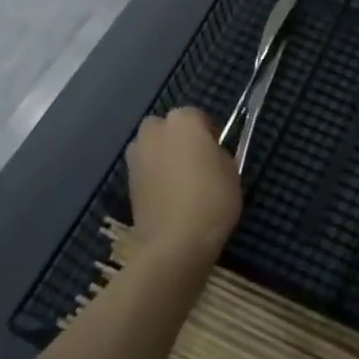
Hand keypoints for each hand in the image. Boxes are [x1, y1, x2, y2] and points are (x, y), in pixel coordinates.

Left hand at [126, 108, 241, 260]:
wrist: (176, 241)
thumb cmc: (212, 199)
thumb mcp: (231, 170)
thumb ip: (216, 152)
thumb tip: (207, 154)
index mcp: (183, 121)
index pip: (197, 116)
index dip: (208, 133)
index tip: (215, 154)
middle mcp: (154, 131)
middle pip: (166, 126)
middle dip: (177, 138)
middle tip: (195, 163)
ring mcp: (136, 155)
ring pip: (151, 146)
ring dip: (161, 155)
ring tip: (178, 181)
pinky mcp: (126, 180)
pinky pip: (144, 168)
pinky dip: (152, 175)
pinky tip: (166, 196)